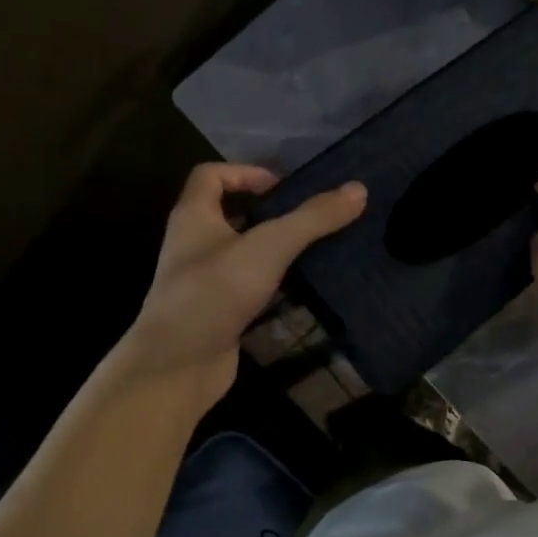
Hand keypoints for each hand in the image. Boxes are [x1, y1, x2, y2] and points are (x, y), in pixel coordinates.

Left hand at [108, 163, 365, 414]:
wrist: (178, 364)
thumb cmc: (216, 292)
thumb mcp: (270, 247)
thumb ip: (313, 218)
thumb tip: (359, 189)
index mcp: (194, 216)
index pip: (211, 175)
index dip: (246, 173)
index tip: (284, 189)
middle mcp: (193, 243)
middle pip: (229, 213)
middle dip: (268, 212)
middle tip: (308, 220)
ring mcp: (203, 280)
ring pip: (241, 252)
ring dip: (273, 249)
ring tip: (313, 251)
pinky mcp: (216, 311)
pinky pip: (246, 285)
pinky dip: (271, 282)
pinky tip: (298, 289)